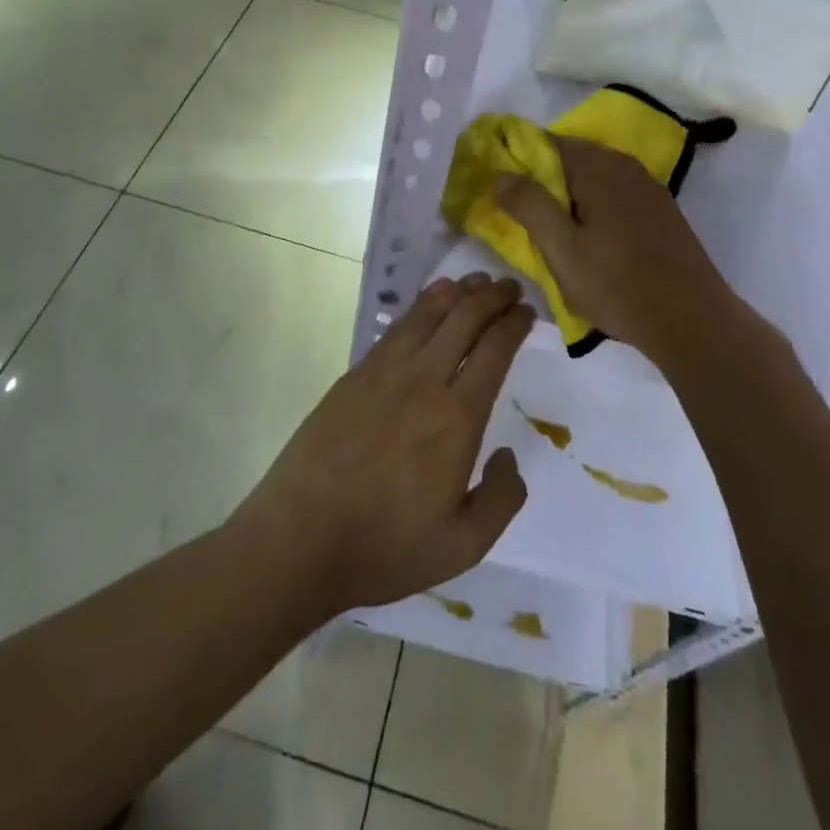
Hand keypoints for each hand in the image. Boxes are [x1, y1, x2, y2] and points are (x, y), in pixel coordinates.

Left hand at [230, 274, 530, 618]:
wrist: (300, 537)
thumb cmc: (385, 546)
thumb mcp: (463, 546)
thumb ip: (501, 499)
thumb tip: (508, 456)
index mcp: (457, 418)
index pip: (494, 350)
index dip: (514, 324)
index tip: (528, 312)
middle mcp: (424, 381)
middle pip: (464, 318)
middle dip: (492, 296)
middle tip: (510, 288)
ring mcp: (385, 371)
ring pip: (429, 313)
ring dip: (459, 292)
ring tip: (477, 282)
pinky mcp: (356, 374)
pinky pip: (399, 326)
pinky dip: (423, 305)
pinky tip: (432, 301)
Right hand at [498, 137, 746, 364]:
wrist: (692, 321)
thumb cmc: (617, 284)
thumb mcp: (560, 247)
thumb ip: (528, 204)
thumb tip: (500, 173)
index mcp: (598, 167)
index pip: (547, 143)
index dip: (519, 160)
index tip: (501, 187)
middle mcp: (625, 166)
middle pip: (572, 158)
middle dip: (544, 180)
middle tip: (521, 214)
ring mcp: (649, 188)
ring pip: (595, 179)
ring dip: (569, 196)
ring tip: (551, 231)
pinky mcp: (661, 212)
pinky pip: (615, 196)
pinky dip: (594, 207)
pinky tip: (589, 239)